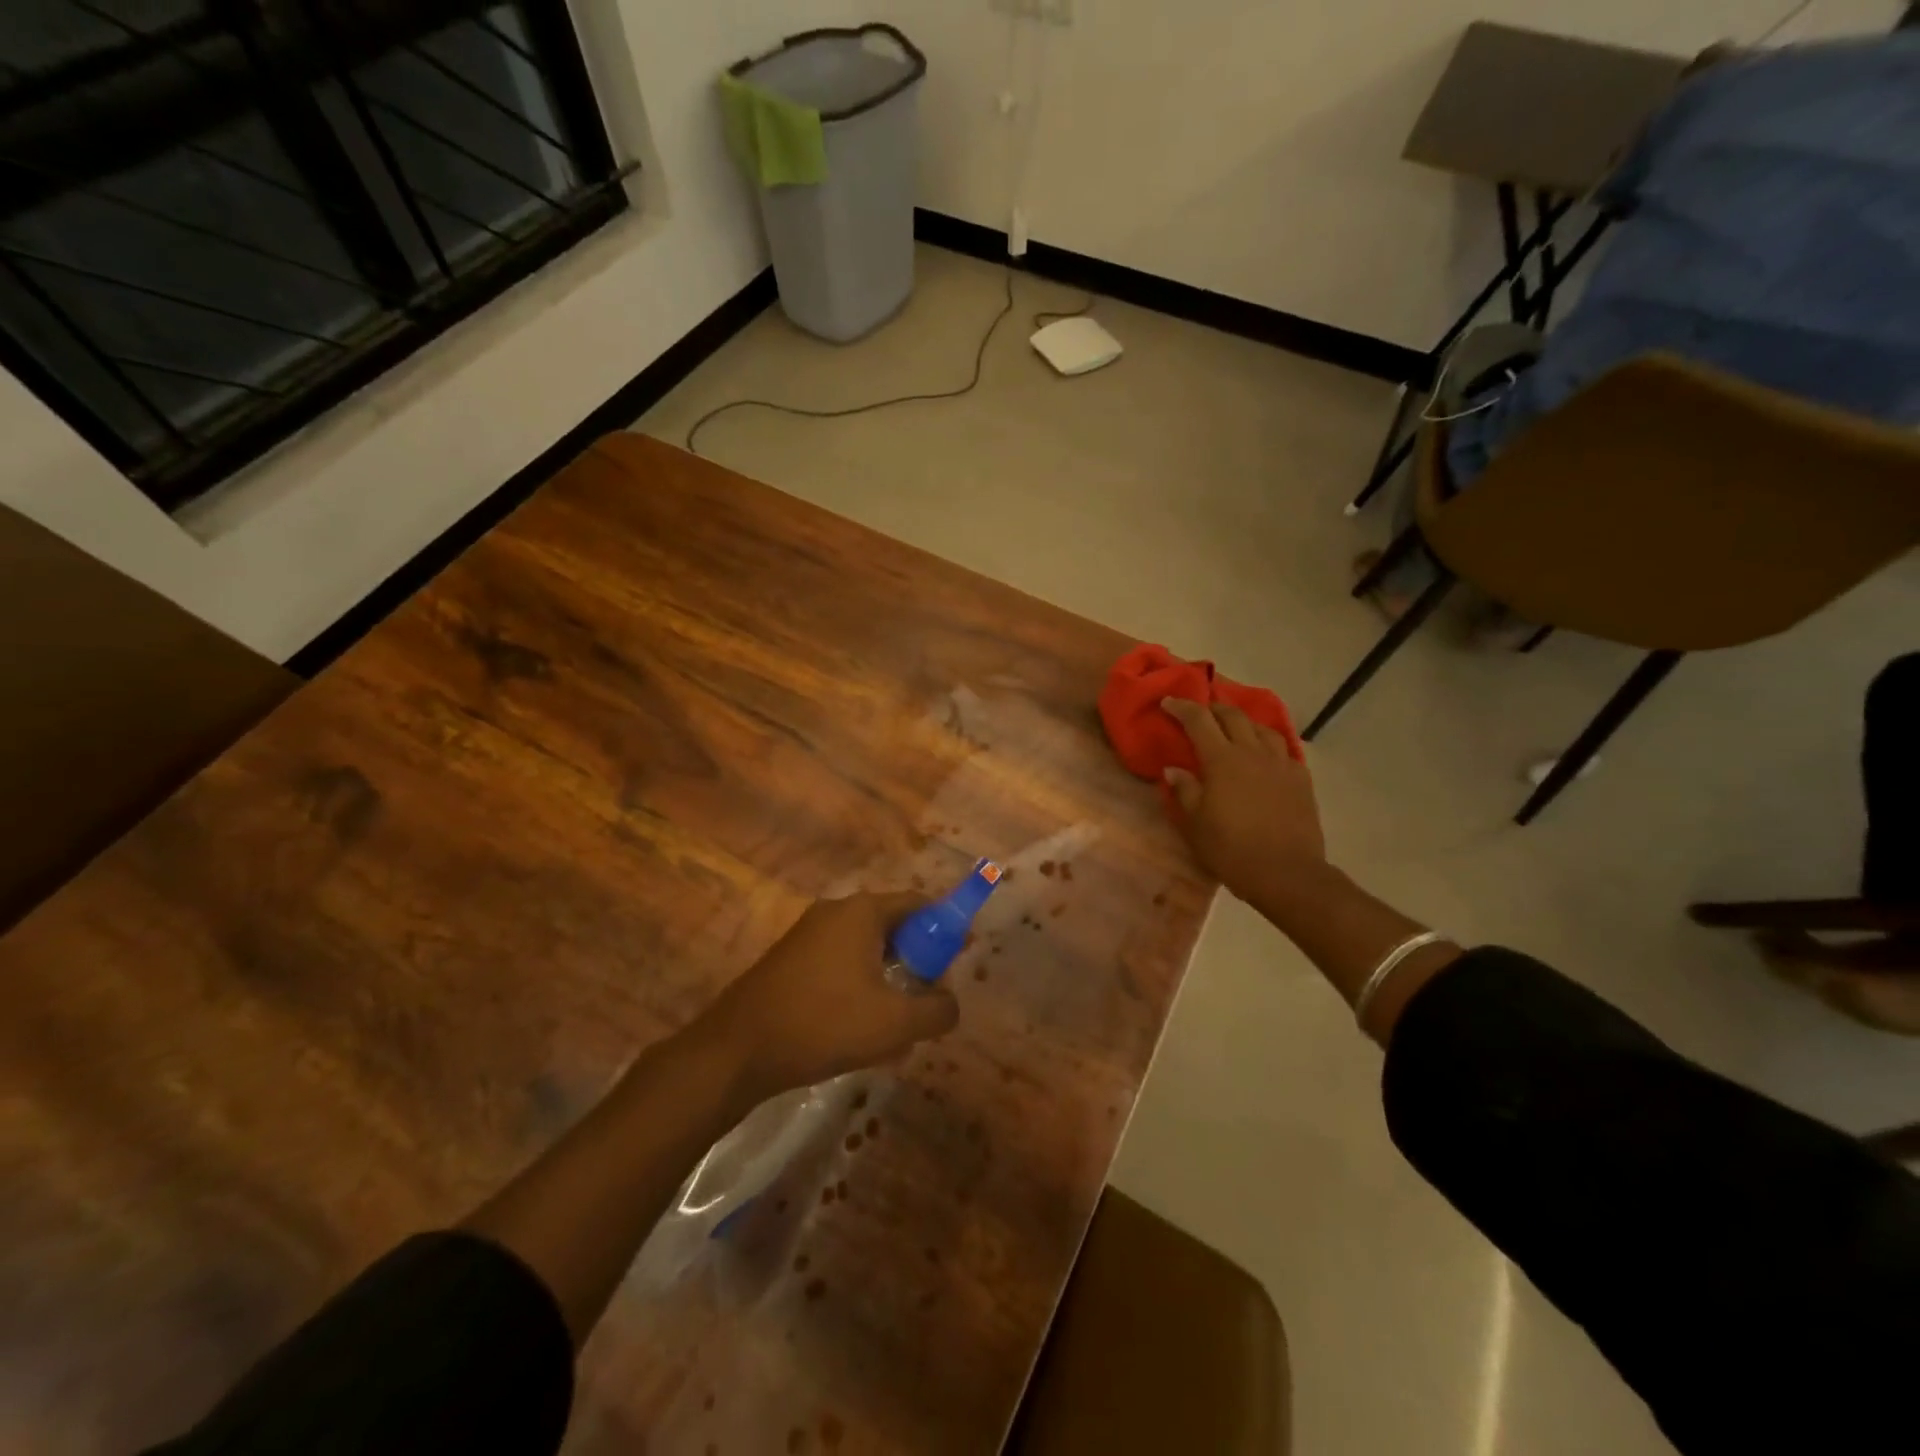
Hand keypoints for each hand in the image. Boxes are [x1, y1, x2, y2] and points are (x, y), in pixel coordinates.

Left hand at [700, 892, 959, 1102]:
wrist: (737, 1050)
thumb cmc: (823, 1023)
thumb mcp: (894, 1023)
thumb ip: (937, 1010)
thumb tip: (950, 1004)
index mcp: (862, 912)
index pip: (919, 903)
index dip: (946, 928)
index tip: (960, 958)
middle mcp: (835, 912)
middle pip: (893, 925)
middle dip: (918, 959)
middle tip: (930, 996)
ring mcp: (808, 934)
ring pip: (866, 948)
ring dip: (889, 978)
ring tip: (898, 1022)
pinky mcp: (790, 960)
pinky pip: (840, 963)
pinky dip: (860, 985)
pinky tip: (860, 1027)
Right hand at [1160, 697, 1324, 903]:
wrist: (1287, 873)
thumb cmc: (1231, 850)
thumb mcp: (1195, 824)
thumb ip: (1184, 791)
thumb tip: (1174, 769)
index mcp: (1222, 760)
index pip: (1198, 721)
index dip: (1182, 708)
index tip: (1169, 702)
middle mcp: (1252, 753)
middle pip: (1233, 716)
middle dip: (1214, 708)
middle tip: (1200, 711)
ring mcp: (1281, 764)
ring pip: (1262, 729)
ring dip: (1243, 722)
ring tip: (1234, 728)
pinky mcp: (1301, 779)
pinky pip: (1283, 750)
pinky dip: (1267, 745)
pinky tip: (1264, 756)